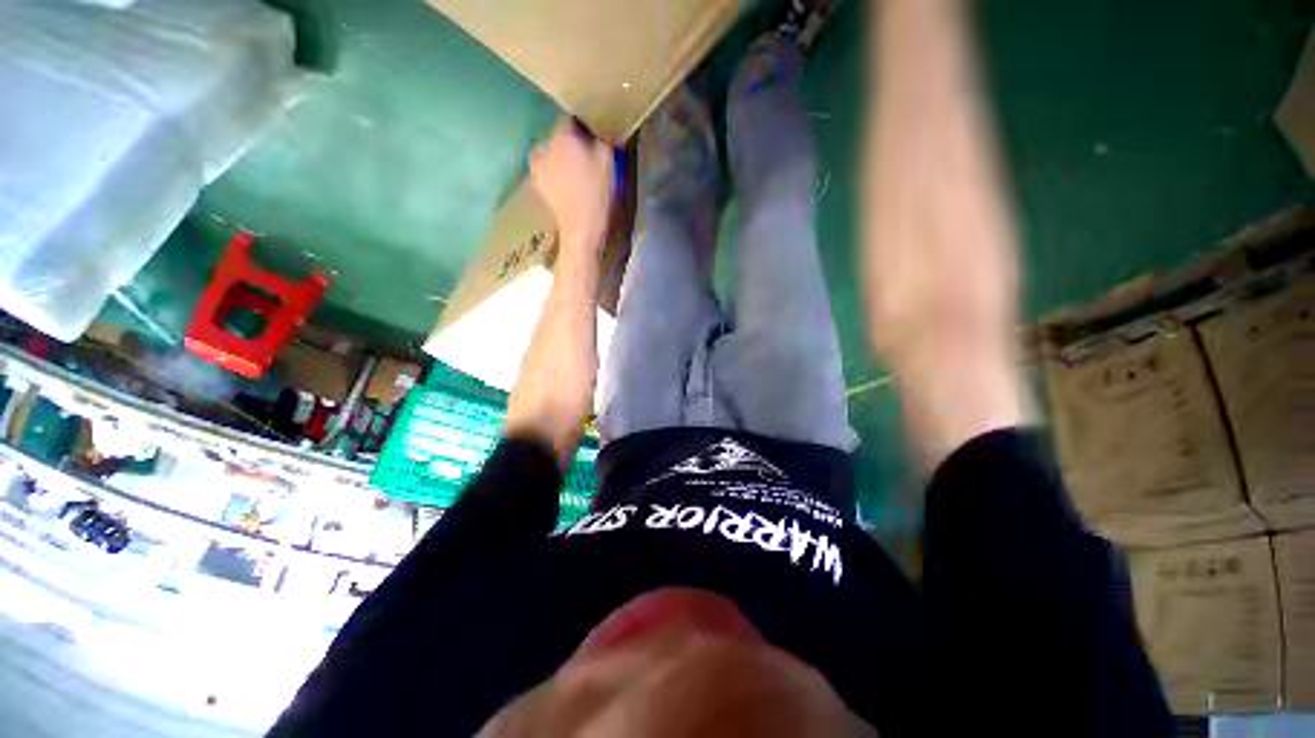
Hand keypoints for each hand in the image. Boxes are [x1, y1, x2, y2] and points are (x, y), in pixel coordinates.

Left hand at [530, 118, 614, 251]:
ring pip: (549, 153)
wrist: (580, 227)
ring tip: (574, 169)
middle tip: (585, 153)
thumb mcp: (608, 161)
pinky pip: (546, 171)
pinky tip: (565, 183)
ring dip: (559, 157)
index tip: (593, 133)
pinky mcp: (538, 186)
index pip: (569, 119)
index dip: (582, 125)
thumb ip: (603, 140)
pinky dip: (554, 173)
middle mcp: (544, 146)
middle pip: (557, 136)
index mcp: (562, 136)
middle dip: (569, 141)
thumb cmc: (596, 192)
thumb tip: (602, 132)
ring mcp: (537, 167)